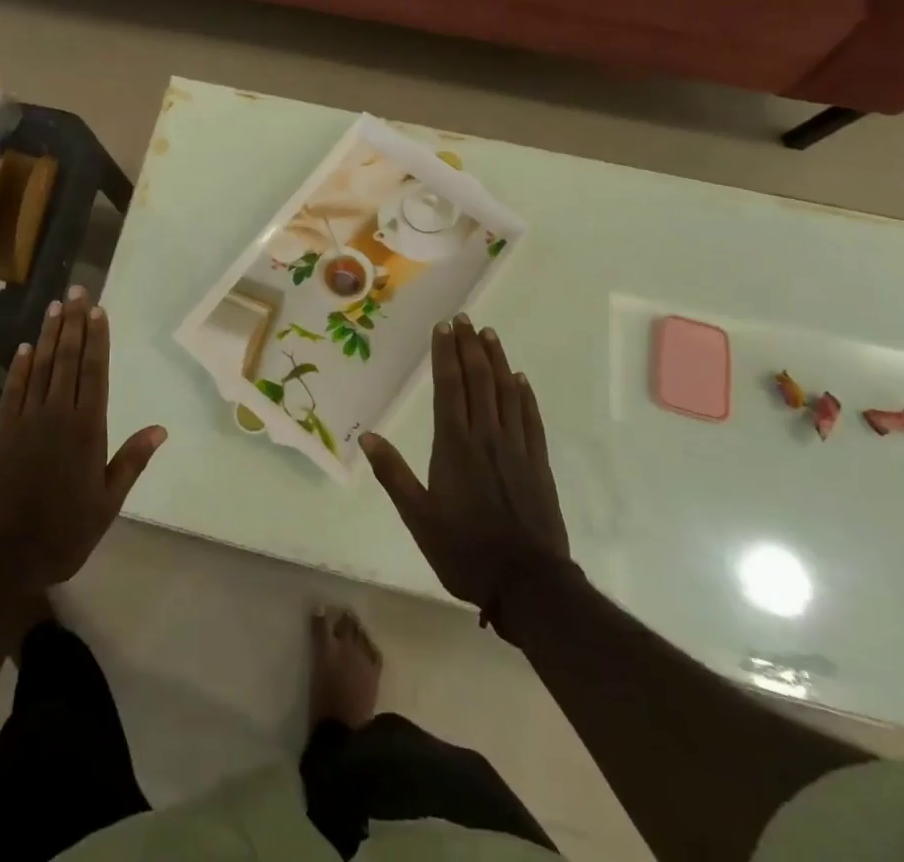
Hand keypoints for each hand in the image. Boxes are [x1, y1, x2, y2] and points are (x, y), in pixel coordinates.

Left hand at [0, 287, 166, 591]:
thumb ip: (131, 461)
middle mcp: (57, 414)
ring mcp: (25, 420)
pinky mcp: (0, 431)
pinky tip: (25, 347)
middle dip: (74, 322)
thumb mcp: (107, 503)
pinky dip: (19, 366)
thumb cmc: (63, 532)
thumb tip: (161, 429)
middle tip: (77, 290)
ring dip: (48, 334)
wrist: (2, 556)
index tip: (98, 309)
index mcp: (87, 429)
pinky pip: (13, 390)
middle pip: (67, 359)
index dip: (97, 338)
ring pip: (40, 366)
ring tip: (55, 306)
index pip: (95, 372)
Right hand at [360, 315, 570, 612]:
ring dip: (497, 361)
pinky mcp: (538, 464)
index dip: (445, 354)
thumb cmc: (464, 550)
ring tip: (490, 335)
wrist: (528, 584)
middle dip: (470, 346)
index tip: (443, 327)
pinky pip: (531, 419)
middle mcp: (486, 436)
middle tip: (465, 319)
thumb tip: (366, 436)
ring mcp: (516, 448)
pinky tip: (521, 379)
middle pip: (479, 380)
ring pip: (506, 393)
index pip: (449, 387)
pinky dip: (525, 395)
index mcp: (454, 445)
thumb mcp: (418, 517)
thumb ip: (393, 474)